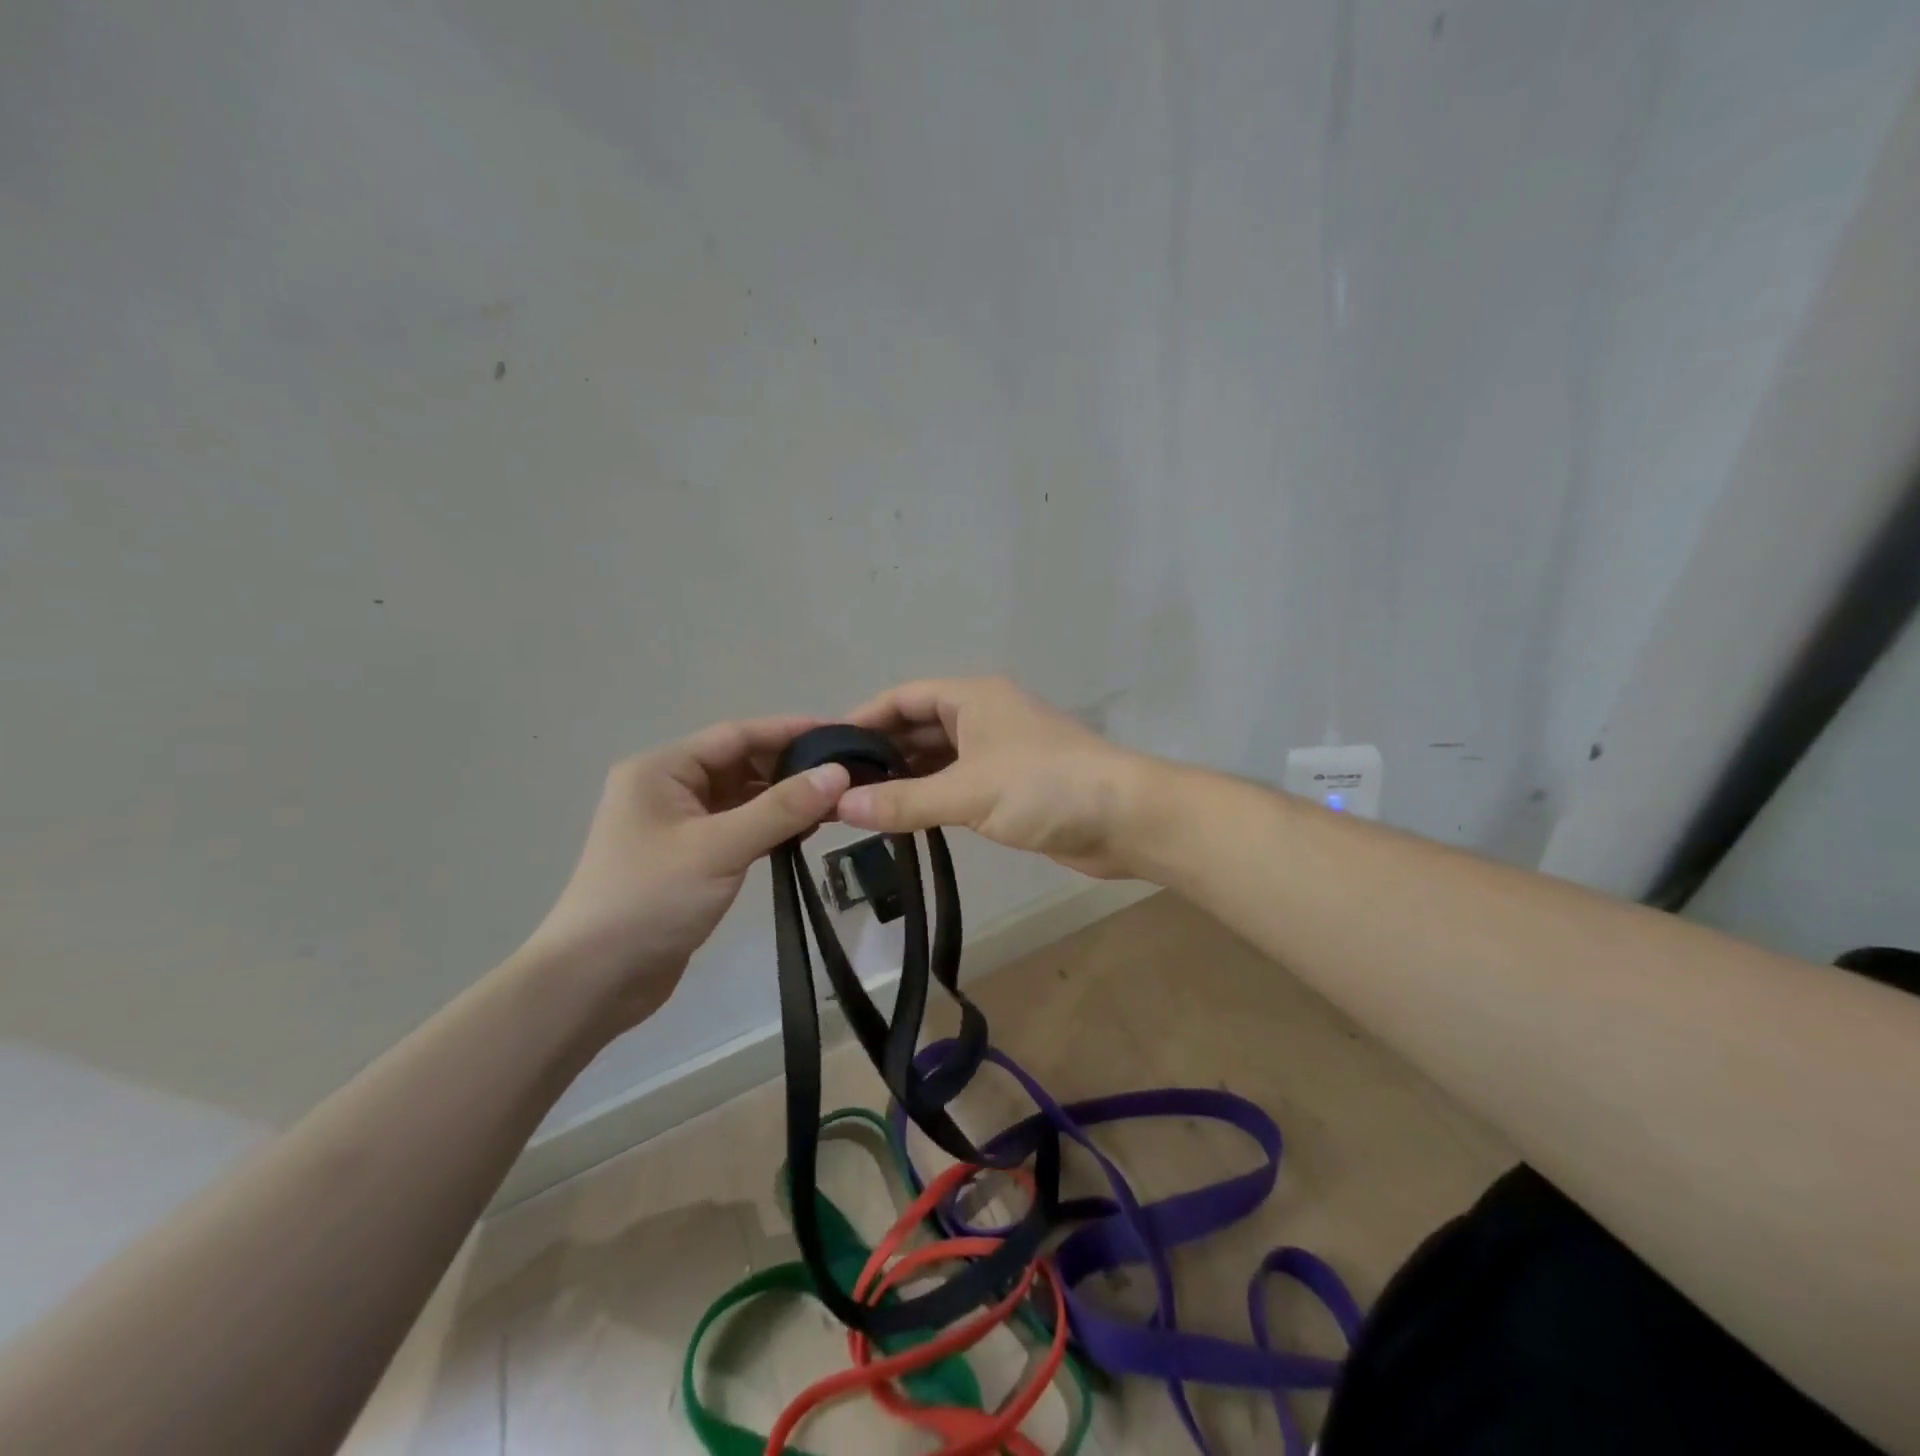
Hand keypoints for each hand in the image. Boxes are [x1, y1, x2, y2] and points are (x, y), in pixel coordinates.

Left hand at [518, 717, 850, 1027]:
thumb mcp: (719, 848)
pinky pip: (739, 828)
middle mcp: (669, 789)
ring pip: (742, 798)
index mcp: (662, 770)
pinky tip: (804, 834)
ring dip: (784, 800)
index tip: (842, 733)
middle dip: (791, 768)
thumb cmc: (650, 900)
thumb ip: (781, 809)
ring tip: (837, 805)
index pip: (737, 735)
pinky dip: (770, 828)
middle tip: (848, 774)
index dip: (790, 730)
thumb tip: (839, 773)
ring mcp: (678, 826)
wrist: (594, 981)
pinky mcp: (690, 859)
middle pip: (741, 764)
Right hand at [838, 677, 1149, 878]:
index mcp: (972, 699)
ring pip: (937, 759)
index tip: (824, 748)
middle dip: (879, 753)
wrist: (1124, 818)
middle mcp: (983, 717)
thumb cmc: (1044, 787)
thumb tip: (839, 806)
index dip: (862, 718)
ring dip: (903, 778)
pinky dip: (930, 797)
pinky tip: (903, 818)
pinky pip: (958, 785)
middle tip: (833, 785)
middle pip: (918, 728)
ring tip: (857, 805)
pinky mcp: (1011, 787)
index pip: (903, 698)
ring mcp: (998, 752)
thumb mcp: (967, 791)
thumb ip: (903, 801)